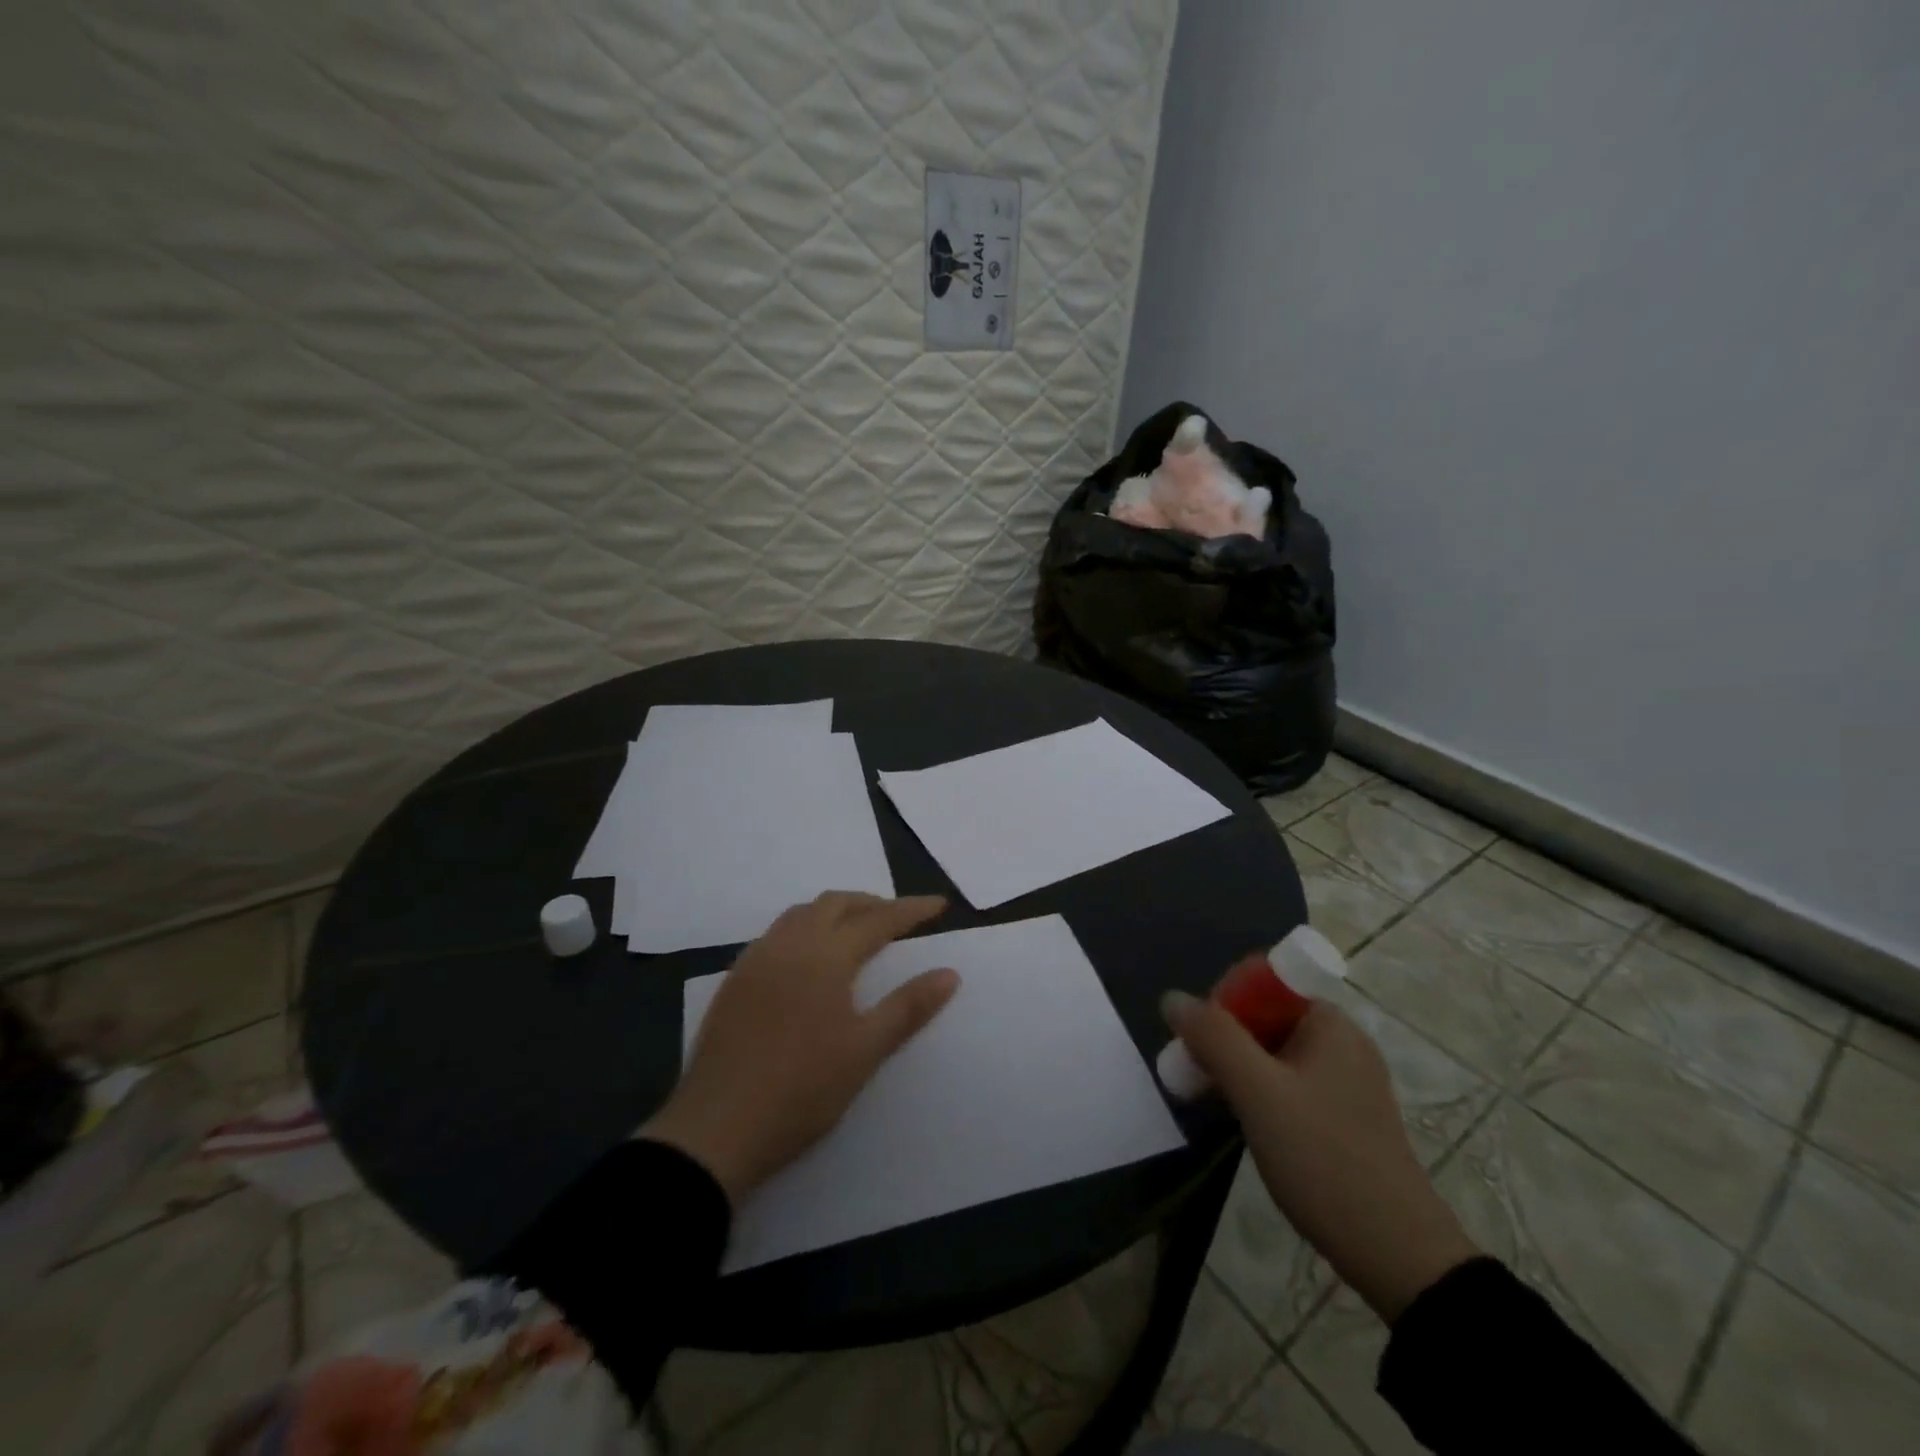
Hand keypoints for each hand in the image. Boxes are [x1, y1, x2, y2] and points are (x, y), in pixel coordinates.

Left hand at [641, 893, 958, 1203]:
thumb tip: (949, 974)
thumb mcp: (865, 1051)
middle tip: (898, 919)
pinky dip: (804, 930)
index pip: (878, 920)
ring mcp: (756, 960)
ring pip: (801, 914)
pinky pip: (776, 935)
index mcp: (825, 955)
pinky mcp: (734, 981)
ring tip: (855, 932)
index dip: (911, 910)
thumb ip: (908, 1007)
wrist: (717, 1128)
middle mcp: (789, 944)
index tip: (939, 905)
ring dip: (834, 912)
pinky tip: (807, 960)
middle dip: (870, 904)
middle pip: (835, 904)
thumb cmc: (802, 1089)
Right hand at [1163, 991, 1478, 1321]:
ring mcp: (1345, 1080)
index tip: (1199, 1042)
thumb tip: (1172, 998)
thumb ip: (1213, 1037)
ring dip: (1236, 1067)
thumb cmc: (1323, 1159)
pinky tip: (1242, 1120)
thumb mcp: (1259, 1093)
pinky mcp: (1343, 1115)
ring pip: (1272, 1052)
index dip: (1222, 1003)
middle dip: (1223, 1039)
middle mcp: (1341, 1041)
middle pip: (1264, 1017)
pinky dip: (1258, 1091)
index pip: (1261, 982)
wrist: (1397, 1255)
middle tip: (1195, 1075)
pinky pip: (1287, 1082)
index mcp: (1328, 1022)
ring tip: (1210, 1098)